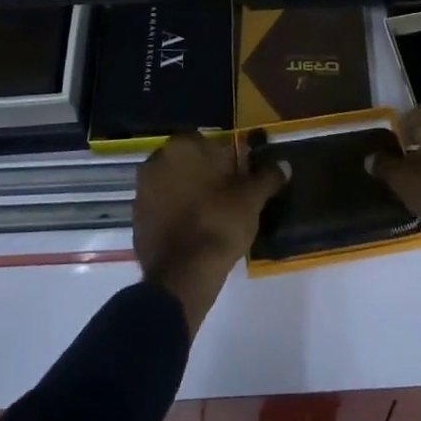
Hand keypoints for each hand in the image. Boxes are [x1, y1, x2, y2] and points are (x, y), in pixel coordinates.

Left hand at [134, 131, 287, 334]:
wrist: (182, 276)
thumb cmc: (219, 224)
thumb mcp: (252, 198)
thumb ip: (268, 177)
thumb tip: (284, 165)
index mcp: (183, 146)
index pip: (214, 144)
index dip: (231, 161)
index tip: (242, 180)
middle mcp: (157, 160)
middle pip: (191, 163)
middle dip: (207, 175)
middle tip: (229, 198)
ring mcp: (142, 190)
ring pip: (175, 184)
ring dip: (189, 193)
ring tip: (212, 217)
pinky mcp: (136, 219)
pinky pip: (162, 208)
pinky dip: (175, 214)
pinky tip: (193, 232)